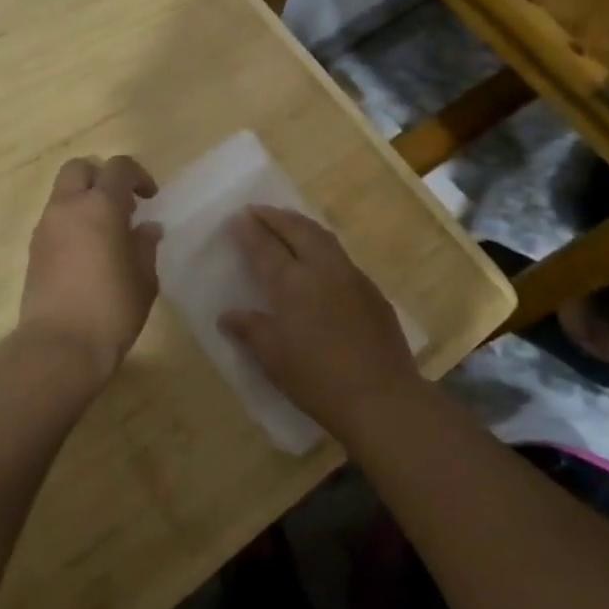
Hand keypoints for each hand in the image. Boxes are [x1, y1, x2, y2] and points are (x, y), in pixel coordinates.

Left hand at [18, 156, 161, 381]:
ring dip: (84, 200)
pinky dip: (71, 221)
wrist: (59, 346)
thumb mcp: (143, 278)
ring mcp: (45, 227)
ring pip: (63, 193)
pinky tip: (87, 252)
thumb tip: (146, 228)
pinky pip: (54, 219)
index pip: (118, 167)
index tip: (150, 199)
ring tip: (106, 232)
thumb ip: (145, 245)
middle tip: (122, 205)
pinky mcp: (33, 249)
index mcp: (100, 206)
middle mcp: (68, 207)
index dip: (137, 175)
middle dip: (102, 177)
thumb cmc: (112, 309)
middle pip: (80, 168)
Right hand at [220, 206, 424, 440]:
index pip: (265, 247)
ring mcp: (351, 277)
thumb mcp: (273, 357)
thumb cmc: (317, 378)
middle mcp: (322, 269)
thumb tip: (227, 315)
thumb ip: (250, 329)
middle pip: (297, 229)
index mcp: (292, 283)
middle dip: (275, 216)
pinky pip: (341, 256)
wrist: (382, 398)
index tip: (237, 217)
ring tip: (287, 222)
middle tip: (258, 211)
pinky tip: (319, 259)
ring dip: (301, 225)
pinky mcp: (372, 291)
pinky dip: (322, 246)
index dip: (249, 231)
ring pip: (323, 237)